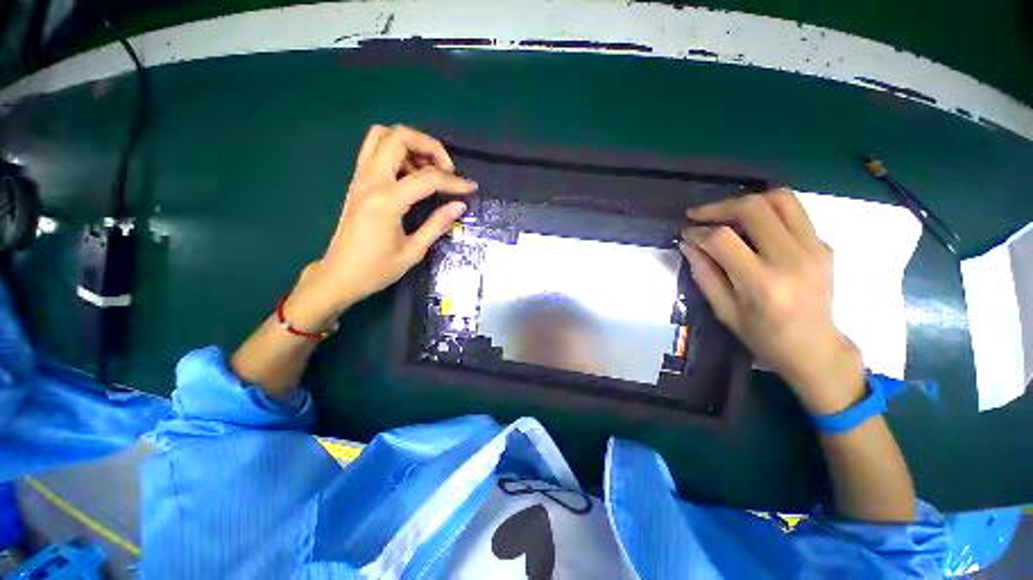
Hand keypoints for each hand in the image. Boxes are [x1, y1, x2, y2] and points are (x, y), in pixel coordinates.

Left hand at [285, 125, 476, 331]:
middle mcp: (371, 180)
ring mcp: (360, 178)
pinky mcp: (357, 182)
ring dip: (410, 144)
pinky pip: (374, 150)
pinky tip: (411, 175)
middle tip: (447, 169)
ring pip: (382, 136)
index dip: (454, 182)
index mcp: (387, 200)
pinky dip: (396, 151)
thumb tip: (459, 206)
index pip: (428, 178)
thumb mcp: (413, 251)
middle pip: (398, 136)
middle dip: (429, 146)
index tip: (471, 188)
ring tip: (429, 169)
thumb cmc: (377, 269)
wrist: (338, 276)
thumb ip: (437, 224)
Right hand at [679, 189, 864, 414]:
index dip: (699, 232)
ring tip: (726, 214)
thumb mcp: (724, 311)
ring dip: (746, 200)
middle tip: (699, 215)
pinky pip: (794, 212)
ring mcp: (814, 249)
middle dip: (719, 207)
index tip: (686, 233)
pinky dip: (767, 211)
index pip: (723, 240)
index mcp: (762, 283)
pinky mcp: (823, 245)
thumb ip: (704, 273)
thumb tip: (688, 243)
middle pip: (754, 208)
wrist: (815, 348)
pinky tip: (752, 227)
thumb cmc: (762, 336)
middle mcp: (792, 259)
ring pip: (780, 199)